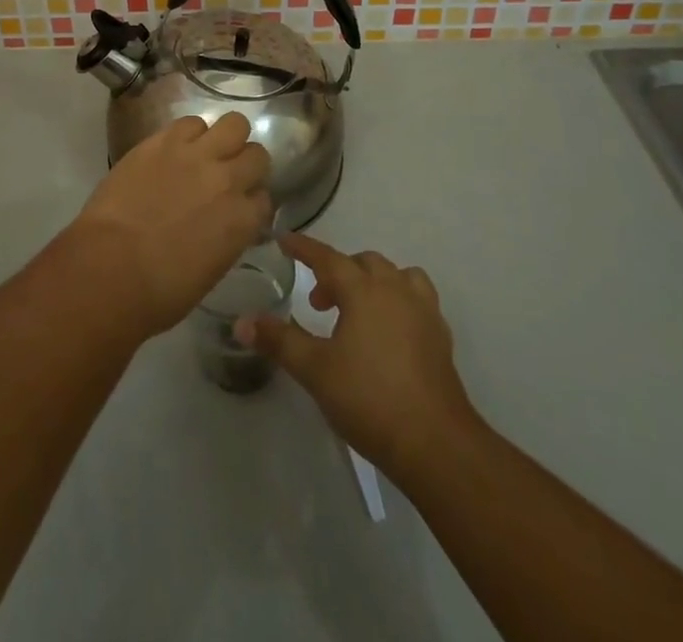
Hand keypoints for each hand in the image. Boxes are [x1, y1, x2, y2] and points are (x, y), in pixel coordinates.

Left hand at [63, 112, 271, 338]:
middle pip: (257, 154)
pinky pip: (190, 122)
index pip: (264, 198)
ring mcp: (196, 155)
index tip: (237, 207)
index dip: (250, 201)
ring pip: (234, 123)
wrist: (110, 268)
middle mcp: (228, 180)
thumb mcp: (210, 271)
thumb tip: (223, 224)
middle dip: (246, 164)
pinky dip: (188, 133)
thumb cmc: (159, 292)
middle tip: (226, 174)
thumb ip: (227, 237)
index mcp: (243, 220)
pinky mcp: (163, 140)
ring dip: (225, 138)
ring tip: (205, 152)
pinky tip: (175, 149)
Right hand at [240, 233, 478, 479]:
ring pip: (397, 276)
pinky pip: (417, 300)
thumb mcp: (315, 370)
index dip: (304, 247)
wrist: (435, 443)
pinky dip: (398, 302)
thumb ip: (279, 340)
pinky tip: (387, 332)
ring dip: (373, 282)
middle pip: (364, 263)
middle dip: (338, 272)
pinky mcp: (440, 337)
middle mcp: (395, 289)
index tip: (284, 239)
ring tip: (358, 310)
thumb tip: (242, 321)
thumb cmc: (369, 398)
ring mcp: (423, 312)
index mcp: (363, 290)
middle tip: (319, 302)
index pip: (327, 257)